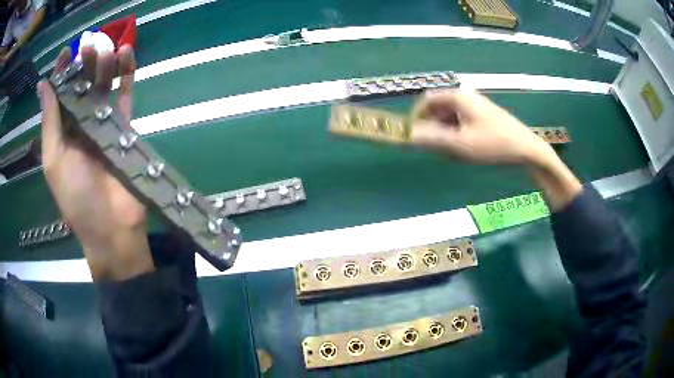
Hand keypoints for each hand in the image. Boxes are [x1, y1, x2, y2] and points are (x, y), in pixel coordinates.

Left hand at [38, 46, 154, 280]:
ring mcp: (103, 127)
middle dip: (84, 65)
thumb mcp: (54, 160)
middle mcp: (80, 127)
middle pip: (82, 88)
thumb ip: (50, 122)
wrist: (111, 227)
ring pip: (104, 88)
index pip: (60, 96)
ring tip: (108, 49)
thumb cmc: (77, 198)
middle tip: (89, 46)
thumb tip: (43, 85)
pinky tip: (127, 56)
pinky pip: (125, 98)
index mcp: (62, 134)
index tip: (67, 51)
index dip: (62, 73)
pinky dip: (127, 77)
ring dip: (105, 65)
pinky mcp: (124, 129)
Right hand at [411, 89, 555, 165]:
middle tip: (438, 151)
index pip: (426, 101)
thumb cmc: (494, 145)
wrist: (527, 150)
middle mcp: (465, 97)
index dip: (416, 118)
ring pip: (450, 119)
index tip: (413, 138)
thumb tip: (406, 135)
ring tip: (455, 154)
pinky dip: (458, 137)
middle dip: (433, 130)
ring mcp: (476, 107)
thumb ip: (431, 139)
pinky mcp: (483, 117)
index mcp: (457, 97)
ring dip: (446, 136)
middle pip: (438, 110)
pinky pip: (462, 124)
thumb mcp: (460, 145)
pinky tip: (466, 151)